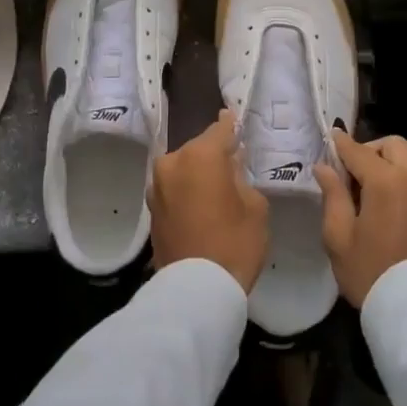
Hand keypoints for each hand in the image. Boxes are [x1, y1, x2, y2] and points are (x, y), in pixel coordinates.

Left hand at [148, 110, 269, 292]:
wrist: (196, 289)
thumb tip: (230, 167)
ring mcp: (157, 186)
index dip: (231, 125)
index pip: (220, 130)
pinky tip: (201, 202)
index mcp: (199, 155)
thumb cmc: (234, 243)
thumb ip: (241, 177)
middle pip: (199, 149)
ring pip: (184, 168)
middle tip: (233, 162)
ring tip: (217, 185)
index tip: (234, 117)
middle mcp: (172, 162)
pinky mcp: (152, 209)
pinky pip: (174, 188)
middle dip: (214, 154)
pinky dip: (187, 190)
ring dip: (198, 173)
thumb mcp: (254, 206)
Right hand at [315, 131, 406, 306]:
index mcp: (388, 181)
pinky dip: (405, 179)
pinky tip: (391, 204)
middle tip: (352, 174)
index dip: (341, 144)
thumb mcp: (339, 237)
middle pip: (393, 146)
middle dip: (370, 151)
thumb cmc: (371, 273)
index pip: (359, 151)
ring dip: (389, 164)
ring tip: (371, 192)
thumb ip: (332, 195)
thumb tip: (324, 168)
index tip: (330, 138)